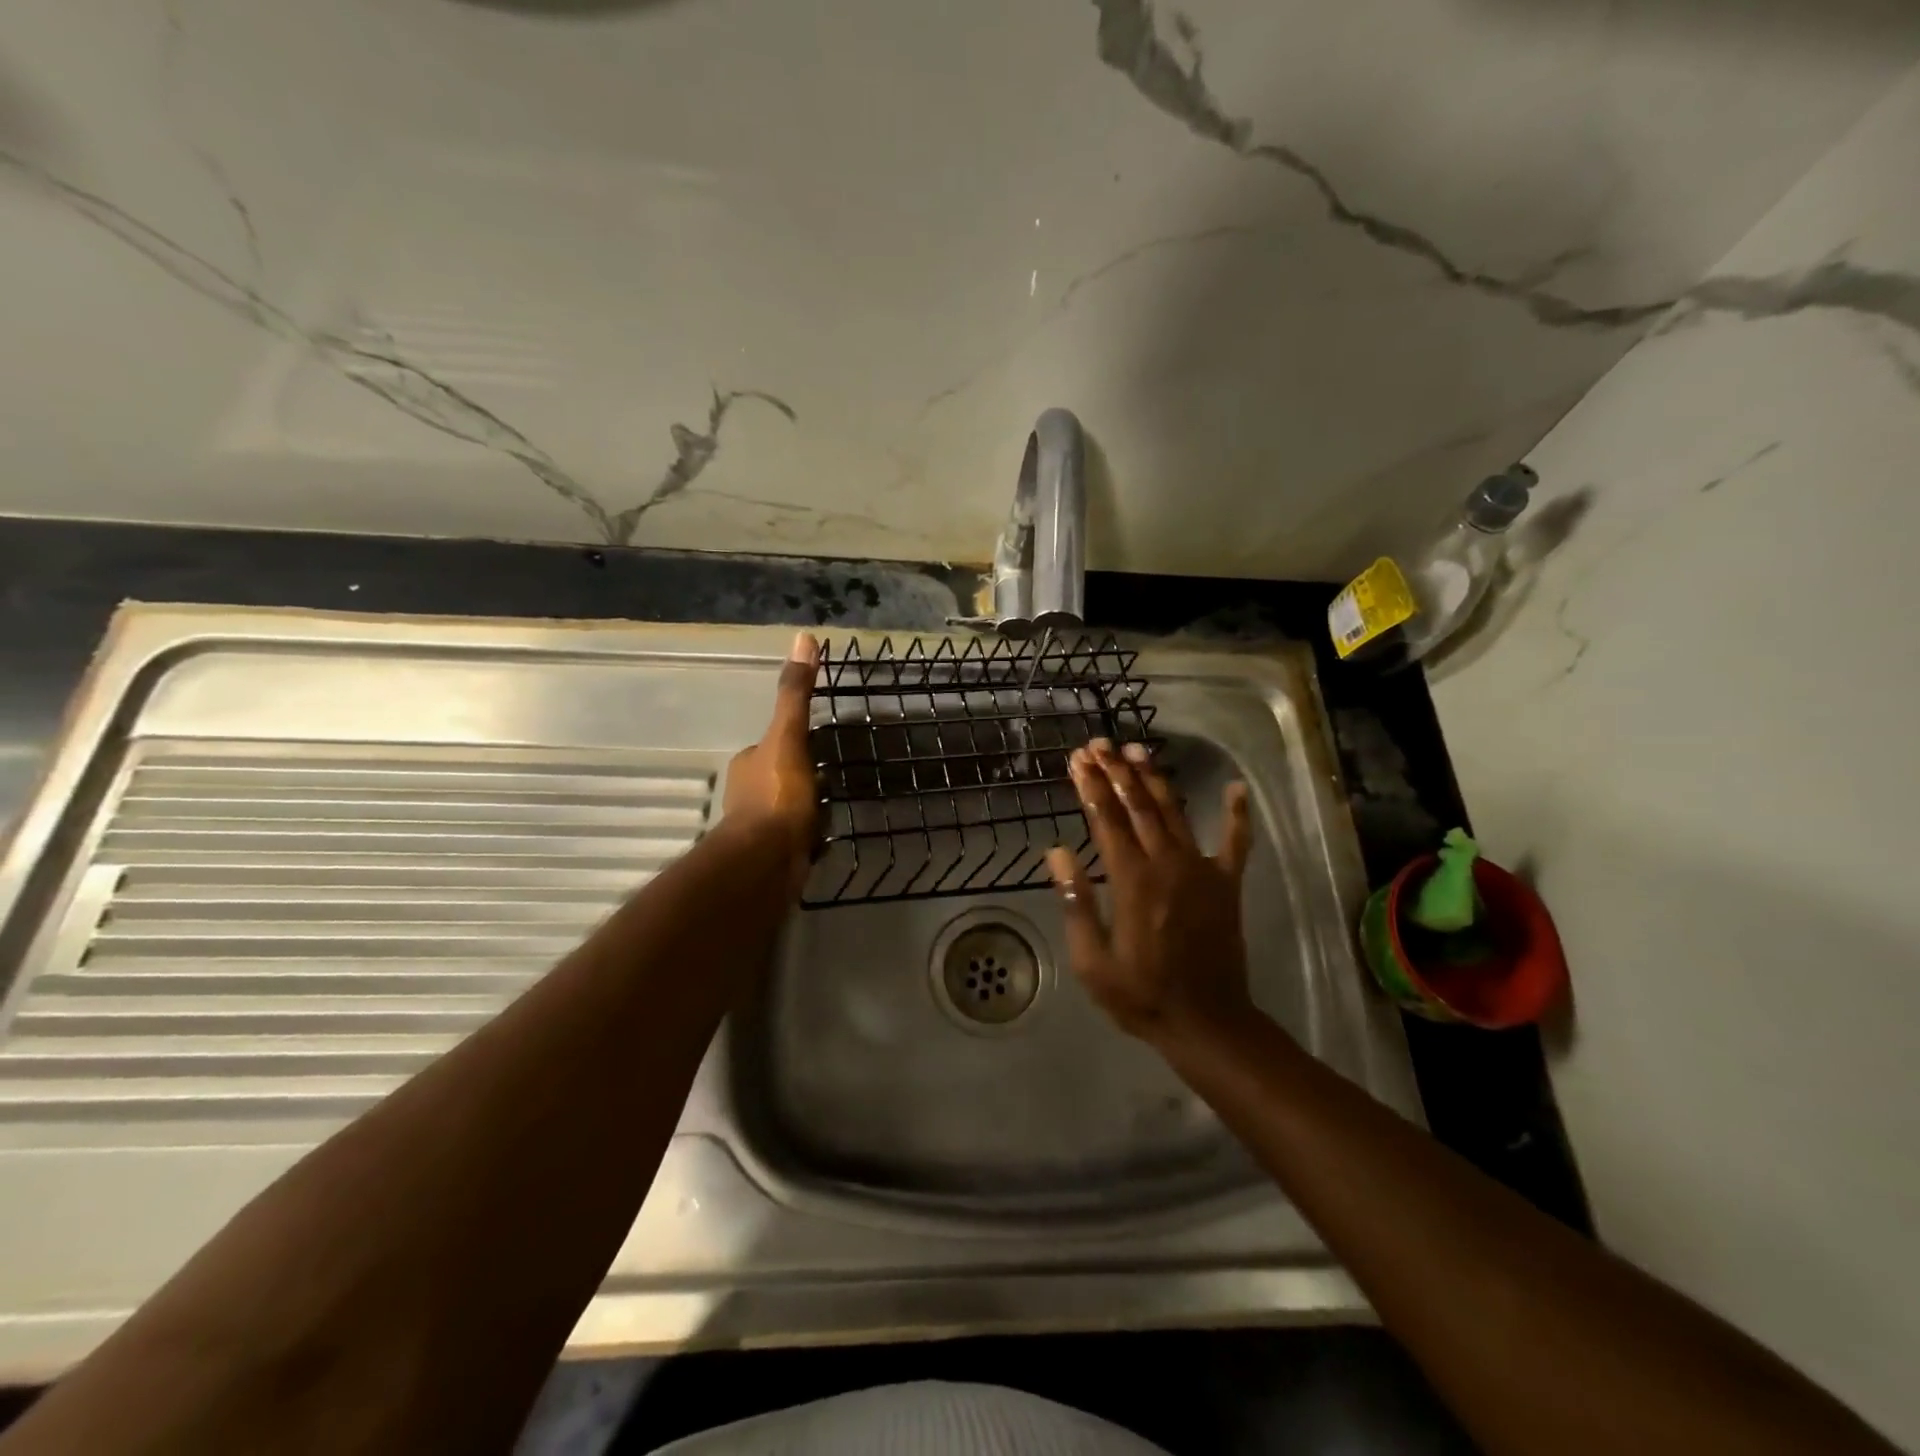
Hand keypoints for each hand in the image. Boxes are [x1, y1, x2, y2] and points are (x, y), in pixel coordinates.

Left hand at [722, 632, 820, 886]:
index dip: (792, 744)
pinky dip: (807, 837)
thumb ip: (795, 694)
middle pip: (779, 777)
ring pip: (786, 809)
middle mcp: (747, 794)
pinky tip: (825, 840)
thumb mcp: (789, 737)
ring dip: (804, 808)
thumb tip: (803, 639)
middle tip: (831, 778)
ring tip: (832, 808)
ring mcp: (759, 828)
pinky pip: (795, 838)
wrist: (767, 861)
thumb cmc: (777, 796)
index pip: (771, 746)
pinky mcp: (773, 856)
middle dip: (800, 778)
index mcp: (749, 764)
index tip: (816, 746)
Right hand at [1046, 740, 1255, 1047]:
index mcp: (1132, 880)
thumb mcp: (1092, 959)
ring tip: (1137, 750)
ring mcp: (1202, 869)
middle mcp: (1167, 863)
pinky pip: (1235, 842)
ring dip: (1155, 779)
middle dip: (1116, 771)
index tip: (1077, 760)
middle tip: (1099, 744)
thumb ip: (1075, 901)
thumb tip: (1057, 851)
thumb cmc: (1140, 994)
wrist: (1207, 1022)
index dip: (1090, 786)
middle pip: (1138, 805)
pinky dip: (1236, 814)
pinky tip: (1236, 788)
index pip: (1105, 819)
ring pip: (1175, 812)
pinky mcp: (1227, 883)